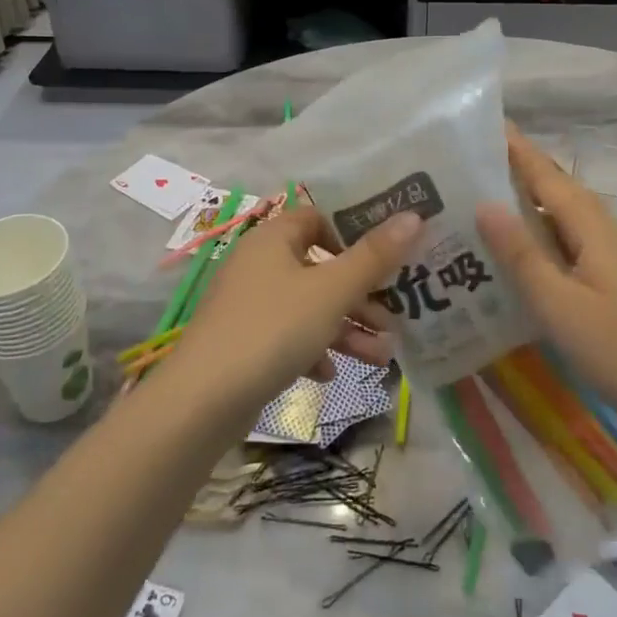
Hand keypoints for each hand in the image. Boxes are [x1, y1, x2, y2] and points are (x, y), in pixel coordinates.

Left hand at [172, 206, 421, 410]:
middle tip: (395, 316)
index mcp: (274, 237)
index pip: (319, 217)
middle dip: (360, 294)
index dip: (354, 233)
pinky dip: (312, 349)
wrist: (202, 401)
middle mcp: (259, 262)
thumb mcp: (331, 292)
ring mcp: (248, 303)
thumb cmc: (272, 329)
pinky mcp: (243, 340)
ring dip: (345, 326)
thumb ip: (374, 256)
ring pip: (309, 306)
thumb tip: (414, 216)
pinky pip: (288, 335)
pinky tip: (329, 373)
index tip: (388, 256)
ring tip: (382, 356)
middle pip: (320, 267)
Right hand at [476, 125, 616, 419]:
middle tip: (476, 164)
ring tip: (487, 205)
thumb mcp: (561, 307)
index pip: (550, 179)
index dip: (520, 151)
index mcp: (596, 232)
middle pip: (560, 195)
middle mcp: (608, 237)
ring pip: (566, 223)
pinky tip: (522, 259)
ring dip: (531, 208)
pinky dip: (543, 242)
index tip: (490, 124)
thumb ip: (522, 256)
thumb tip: (484, 204)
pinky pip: (572, 250)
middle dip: (522, 173)